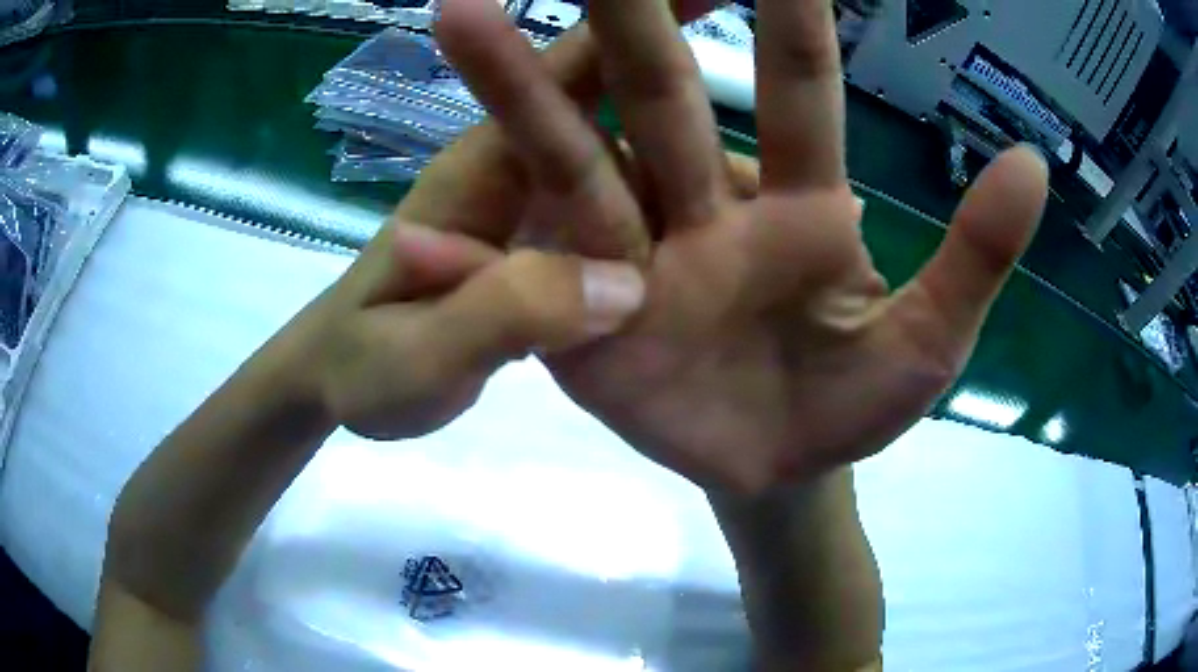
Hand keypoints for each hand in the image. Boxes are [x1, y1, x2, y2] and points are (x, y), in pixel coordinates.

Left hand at [312, 0, 730, 440]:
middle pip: (614, 92)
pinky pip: (630, 209)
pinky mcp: (552, 250)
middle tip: (766, 26)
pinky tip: (734, 211)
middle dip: (672, 46)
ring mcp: (546, 214)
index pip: (570, 69)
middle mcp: (529, 175)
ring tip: (785, 140)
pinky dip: (679, 193)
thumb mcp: (417, 356)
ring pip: (634, 153)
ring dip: (696, 127)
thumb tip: (619, 287)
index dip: (630, 23)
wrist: (341, 383)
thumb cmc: (361, 367)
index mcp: (491, 174)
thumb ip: (501, 315)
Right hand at [439, 0, 1048, 494]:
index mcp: (803, 205)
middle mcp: (706, 209)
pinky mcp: (578, 322)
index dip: (786, 8)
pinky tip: (420, 210)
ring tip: (461, 15)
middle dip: (625, 12)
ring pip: (572, 155)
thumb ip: (979, 253)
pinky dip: (472, 240)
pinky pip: (526, 269)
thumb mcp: (934, 341)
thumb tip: (1030, 160)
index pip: (797, 82)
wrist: (783, 475)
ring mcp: (631, 261)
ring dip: (519, 88)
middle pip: (659, 90)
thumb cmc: (860, 408)